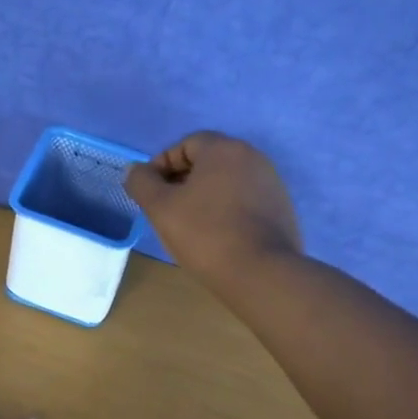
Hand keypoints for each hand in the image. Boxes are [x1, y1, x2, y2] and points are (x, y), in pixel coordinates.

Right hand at [125, 132, 303, 287]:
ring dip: (205, 197)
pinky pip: (245, 201)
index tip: (151, 193)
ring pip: (227, 182)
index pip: (185, 144)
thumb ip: (142, 182)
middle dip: (183, 181)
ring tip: (190, 226)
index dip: (162, 165)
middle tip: (166, 210)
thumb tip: (135, 170)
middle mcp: (252, 157)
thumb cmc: (206, 234)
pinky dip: (227, 210)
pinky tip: (217, 236)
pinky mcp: (281, 209)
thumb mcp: (161, 208)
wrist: (261, 274)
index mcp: (224, 149)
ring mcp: (271, 183)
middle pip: (208, 162)